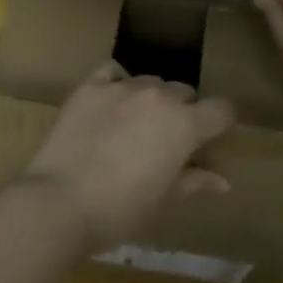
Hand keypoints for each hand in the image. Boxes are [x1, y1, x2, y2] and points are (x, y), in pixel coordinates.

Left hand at [19, 63, 235, 252]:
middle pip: (184, 93)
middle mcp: (159, 97)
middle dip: (183, 112)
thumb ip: (194, 181)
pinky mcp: (90, 87)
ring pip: (150, 82)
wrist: (60, 202)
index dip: (221, 122)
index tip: (212, 138)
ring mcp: (122, 87)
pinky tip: (112, 102)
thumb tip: (222, 181)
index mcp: (185, 125)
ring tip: (135, 125)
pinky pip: (113, 72)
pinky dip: (118, 82)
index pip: (222, 109)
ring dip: (151, 99)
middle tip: (167, 142)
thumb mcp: (163, 200)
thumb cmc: (120, 210)